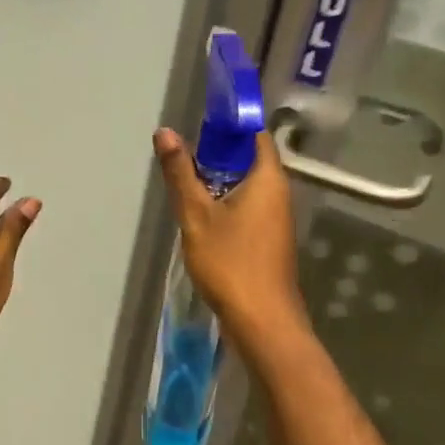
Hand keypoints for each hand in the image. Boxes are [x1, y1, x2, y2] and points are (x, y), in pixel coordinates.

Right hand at [153, 127, 306, 344]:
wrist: (262, 320)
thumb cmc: (230, 262)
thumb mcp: (196, 215)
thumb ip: (180, 173)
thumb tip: (165, 132)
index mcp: (268, 178)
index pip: (254, 134)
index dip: (229, 124)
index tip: (198, 124)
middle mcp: (279, 192)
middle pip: (250, 158)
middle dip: (218, 154)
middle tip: (183, 156)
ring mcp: (277, 217)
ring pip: (247, 185)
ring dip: (219, 181)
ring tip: (187, 184)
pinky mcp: (270, 239)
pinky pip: (248, 206)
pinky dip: (227, 203)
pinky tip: (202, 216)